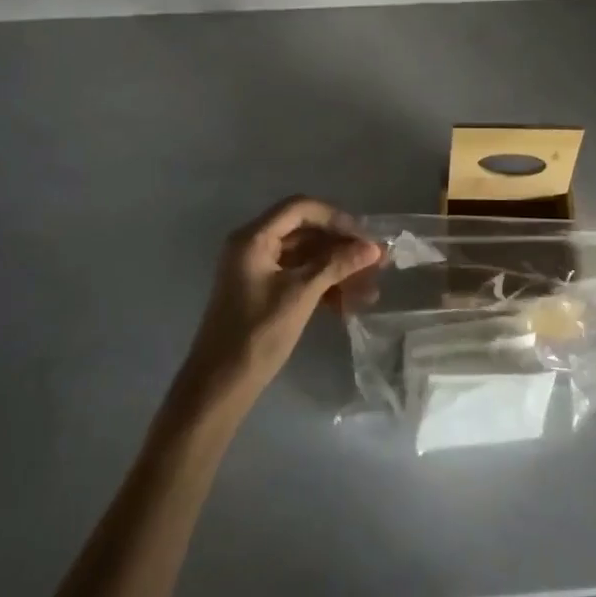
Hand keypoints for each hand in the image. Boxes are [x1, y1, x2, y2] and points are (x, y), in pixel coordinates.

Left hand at [175, 197, 381, 413]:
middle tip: (376, 263)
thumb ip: (337, 265)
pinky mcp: (263, 291)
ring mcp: (257, 269)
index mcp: (254, 237)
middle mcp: (253, 245)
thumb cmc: (256, 335)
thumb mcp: (301, 295)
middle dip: (341, 247)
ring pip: (305, 256)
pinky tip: (347, 305)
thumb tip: (373, 248)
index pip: (299, 208)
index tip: (364, 237)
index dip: (335, 218)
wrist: (219, 388)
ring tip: (369, 291)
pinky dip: (322, 285)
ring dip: (337, 269)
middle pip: (305, 231)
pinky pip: (298, 276)